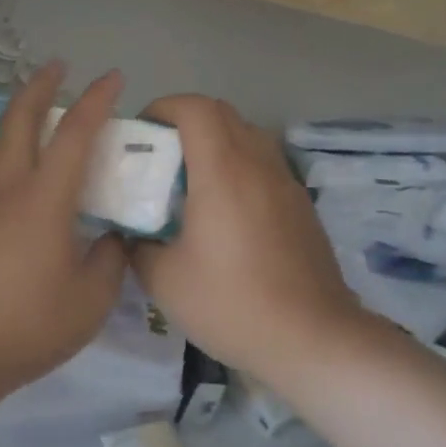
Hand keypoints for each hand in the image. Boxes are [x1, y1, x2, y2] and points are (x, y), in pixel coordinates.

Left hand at [0, 62, 127, 401]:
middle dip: (39, 86)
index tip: (113, 77)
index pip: (74, 134)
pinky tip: (19, 168)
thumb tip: (111, 237)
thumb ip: (109, 260)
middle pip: (20, 120)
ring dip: (18, 114)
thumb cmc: (27, 326)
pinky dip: (9, 148)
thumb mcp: (91, 301)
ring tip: (36, 108)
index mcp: (42, 200)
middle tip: (58, 67)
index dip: (96, 101)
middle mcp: (7, 189)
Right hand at [128, 95, 360, 387]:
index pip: (194, 108)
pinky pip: (264, 164)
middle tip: (162, 154)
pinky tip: (227, 212)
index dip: (163, 107)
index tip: (142, 132)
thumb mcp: (164, 280)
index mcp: (222, 171)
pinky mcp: (301, 204)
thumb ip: (138, 246)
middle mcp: (257, 164)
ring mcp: (285, 182)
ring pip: (247, 135)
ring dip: (216, 141)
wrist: (313, 339)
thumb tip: (132, 232)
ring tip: (193, 180)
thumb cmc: (232, 304)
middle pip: (222, 112)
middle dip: (185, 120)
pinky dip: (239, 166)